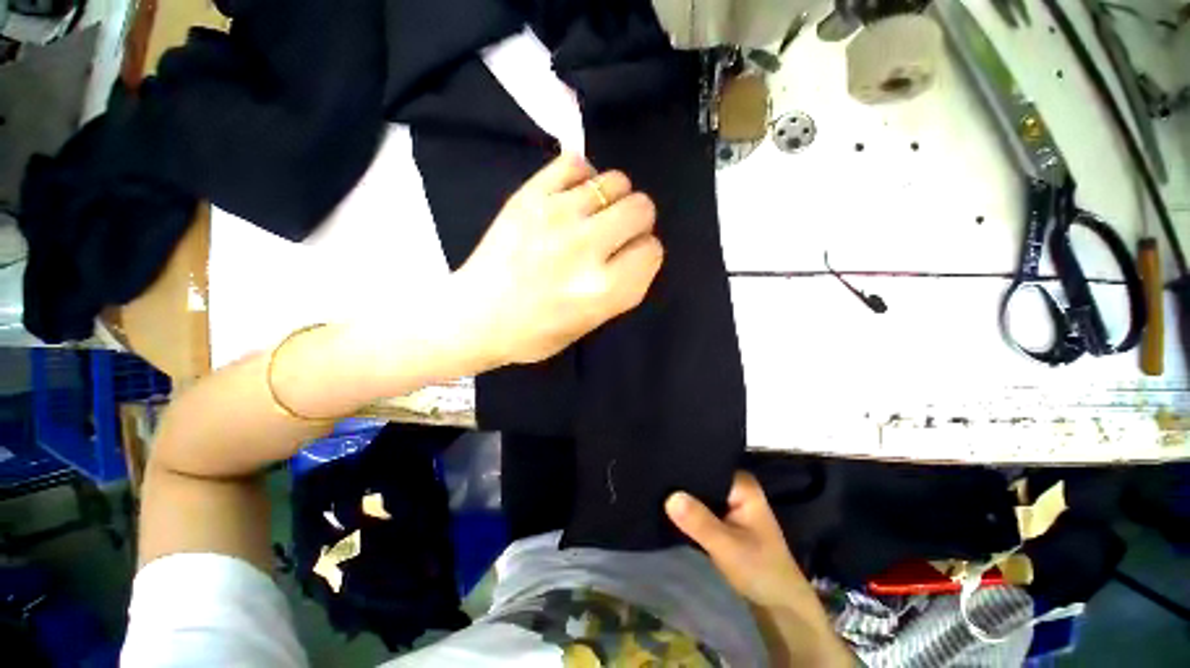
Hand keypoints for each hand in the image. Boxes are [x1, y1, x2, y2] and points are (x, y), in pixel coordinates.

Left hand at [453, 153, 662, 366]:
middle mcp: (587, 249)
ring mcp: (557, 216)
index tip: (628, 260)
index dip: (644, 255)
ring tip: (592, 216)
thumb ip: (622, 287)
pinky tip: (573, 196)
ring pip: (616, 182)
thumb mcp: (591, 324)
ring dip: (612, 200)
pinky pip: (576, 163)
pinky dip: (583, 177)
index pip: (652, 251)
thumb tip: (637, 249)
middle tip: (614, 235)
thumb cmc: (534, 333)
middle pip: (642, 209)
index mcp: (604, 290)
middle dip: (636, 223)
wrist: (475, 315)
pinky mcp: (530, 195)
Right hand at [667, 474, 851, 665]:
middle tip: (654, 481)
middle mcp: (735, 487)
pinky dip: (688, 511)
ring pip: (699, 494)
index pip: (707, 465)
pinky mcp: (722, 518)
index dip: (684, 467)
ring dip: (683, 499)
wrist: (778, 606)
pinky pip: (700, 507)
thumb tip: (669, 497)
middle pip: (701, 478)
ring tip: (656, 491)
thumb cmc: (760, 570)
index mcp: (742, 483)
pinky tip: (668, 508)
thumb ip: (699, 522)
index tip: (660, 466)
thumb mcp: (727, 547)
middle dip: (681, 484)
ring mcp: (729, 503)